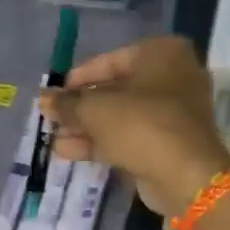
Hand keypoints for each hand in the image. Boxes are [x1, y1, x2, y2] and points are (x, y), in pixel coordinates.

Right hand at [44, 35, 229, 216]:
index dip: (80, 77)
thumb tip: (43, 99)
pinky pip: (131, 136)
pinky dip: (102, 142)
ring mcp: (174, 113)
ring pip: (122, 116)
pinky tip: (68, 151)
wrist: (186, 175)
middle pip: (116, 89)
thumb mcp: (96, 109)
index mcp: (163, 54)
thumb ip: (68, 103)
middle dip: (82, 106)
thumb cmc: (142, 124)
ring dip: (87, 127)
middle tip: (52, 117)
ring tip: (53, 137)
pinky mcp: (170, 144)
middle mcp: (173, 77)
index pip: (112, 60)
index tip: (55, 92)